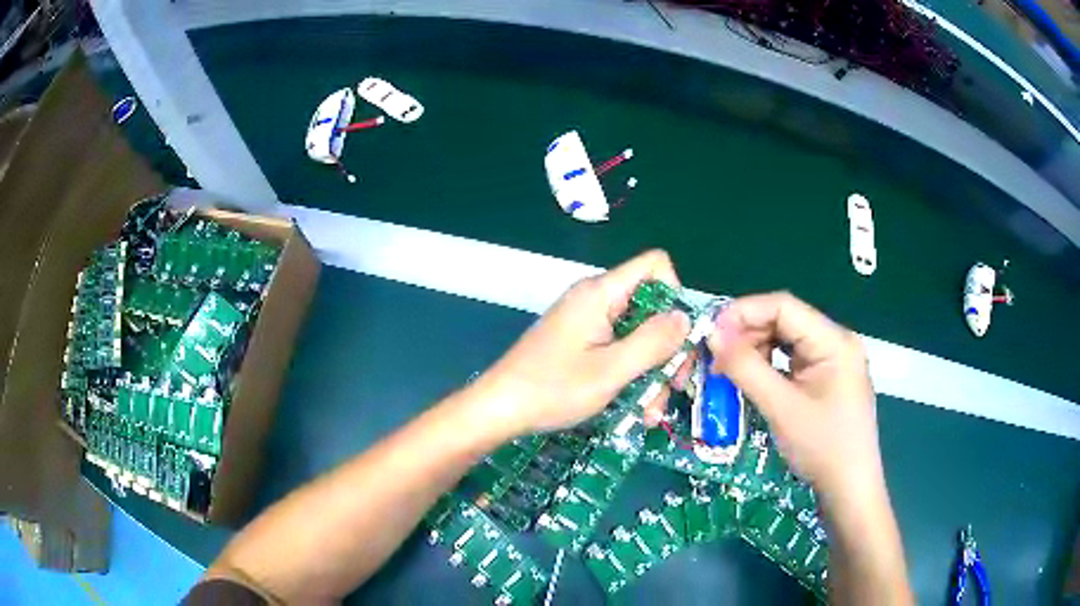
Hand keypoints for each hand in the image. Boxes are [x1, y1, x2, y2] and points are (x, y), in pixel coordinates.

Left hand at [475, 250, 690, 437]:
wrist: (499, 409)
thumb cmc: (552, 388)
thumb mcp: (611, 370)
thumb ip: (653, 342)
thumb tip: (685, 317)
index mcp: (601, 293)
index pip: (655, 266)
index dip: (675, 295)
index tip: (678, 338)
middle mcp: (597, 300)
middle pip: (652, 308)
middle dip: (667, 349)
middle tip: (673, 388)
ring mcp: (588, 323)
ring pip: (638, 336)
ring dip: (651, 373)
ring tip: (650, 413)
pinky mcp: (581, 343)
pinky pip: (619, 350)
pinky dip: (631, 376)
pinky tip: (635, 410)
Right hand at [707, 292, 883, 505]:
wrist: (850, 488)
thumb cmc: (822, 447)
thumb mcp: (781, 407)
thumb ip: (746, 368)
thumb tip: (711, 335)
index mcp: (833, 340)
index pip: (783, 306)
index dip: (744, 313)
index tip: (711, 332)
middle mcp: (835, 341)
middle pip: (785, 320)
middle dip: (747, 334)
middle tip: (715, 356)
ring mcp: (833, 359)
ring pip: (786, 339)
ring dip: (756, 349)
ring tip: (729, 370)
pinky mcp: (827, 377)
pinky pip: (792, 359)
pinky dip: (769, 365)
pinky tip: (752, 378)